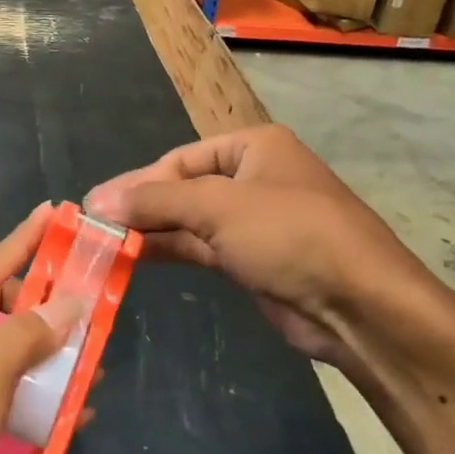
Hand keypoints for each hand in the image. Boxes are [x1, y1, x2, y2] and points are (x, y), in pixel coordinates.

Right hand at [84, 125, 447, 372]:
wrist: (361, 306)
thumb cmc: (291, 235)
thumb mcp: (218, 207)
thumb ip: (155, 202)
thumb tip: (97, 200)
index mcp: (254, 146)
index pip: (180, 159)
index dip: (138, 181)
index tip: (96, 204)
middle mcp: (254, 178)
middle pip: (184, 188)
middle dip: (142, 207)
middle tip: (93, 226)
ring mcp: (255, 222)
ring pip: (191, 221)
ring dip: (152, 232)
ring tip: (104, 245)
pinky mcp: (254, 262)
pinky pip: (202, 249)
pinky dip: (171, 252)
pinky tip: (135, 259)